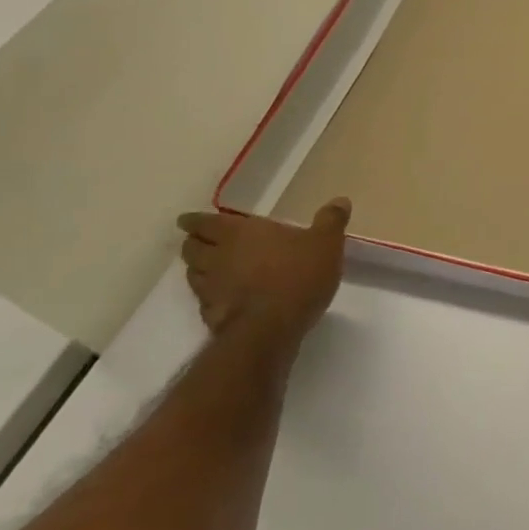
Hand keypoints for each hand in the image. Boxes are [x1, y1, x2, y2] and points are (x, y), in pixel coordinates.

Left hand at [176, 199, 350, 355]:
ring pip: (192, 274)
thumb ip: (330, 221)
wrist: (271, 329)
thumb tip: (340, 200)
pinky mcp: (211, 316)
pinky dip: (209, 297)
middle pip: (191, 247)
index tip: (188, 221)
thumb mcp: (326, 243)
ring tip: (210, 269)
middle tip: (202, 242)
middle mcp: (217, 257)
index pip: (205, 222)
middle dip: (194, 243)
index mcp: (239, 233)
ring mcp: (210, 288)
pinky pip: (204, 301)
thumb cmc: (298, 275)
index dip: (195, 221)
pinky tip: (223, 300)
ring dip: (198, 270)